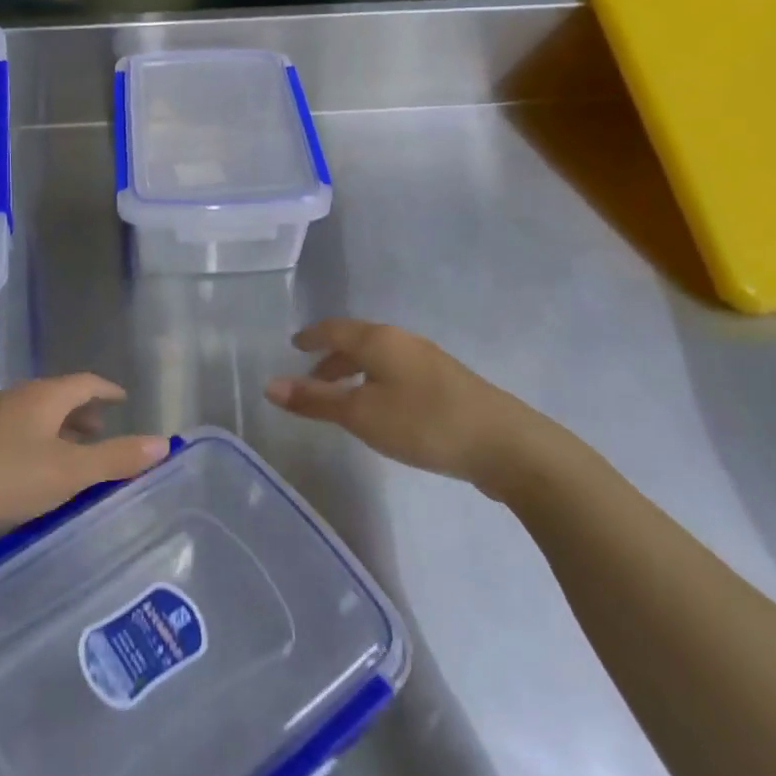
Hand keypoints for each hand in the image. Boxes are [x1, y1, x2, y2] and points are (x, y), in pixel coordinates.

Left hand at [0, 375, 170, 529]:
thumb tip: (162, 443)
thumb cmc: (5, 476)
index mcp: (44, 397)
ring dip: (56, 429)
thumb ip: (116, 458)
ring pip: (32, 416)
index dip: (106, 390)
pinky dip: (32, 442)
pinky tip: (28, 470)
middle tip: (100, 430)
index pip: (84, 382)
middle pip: (57, 396)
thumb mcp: (69, 471)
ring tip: (68, 453)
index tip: (122, 398)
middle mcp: (16, 398)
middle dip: (82, 412)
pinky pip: (12, 432)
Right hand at [265, 320, 550, 494]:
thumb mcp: (360, 414)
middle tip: (309, 379)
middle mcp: (404, 342)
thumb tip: (269, 385)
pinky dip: (376, 383)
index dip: (311, 337)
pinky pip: (397, 374)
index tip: (294, 345)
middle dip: (330, 358)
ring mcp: (430, 362)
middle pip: (358, 342)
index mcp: (380, 339)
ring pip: (379, 359)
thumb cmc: (424, 423)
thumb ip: (314, 400)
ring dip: (354, 373)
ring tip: (341, 399)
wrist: (506, 445)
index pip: (335, 329)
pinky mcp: (448, 385)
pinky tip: (380, 410)